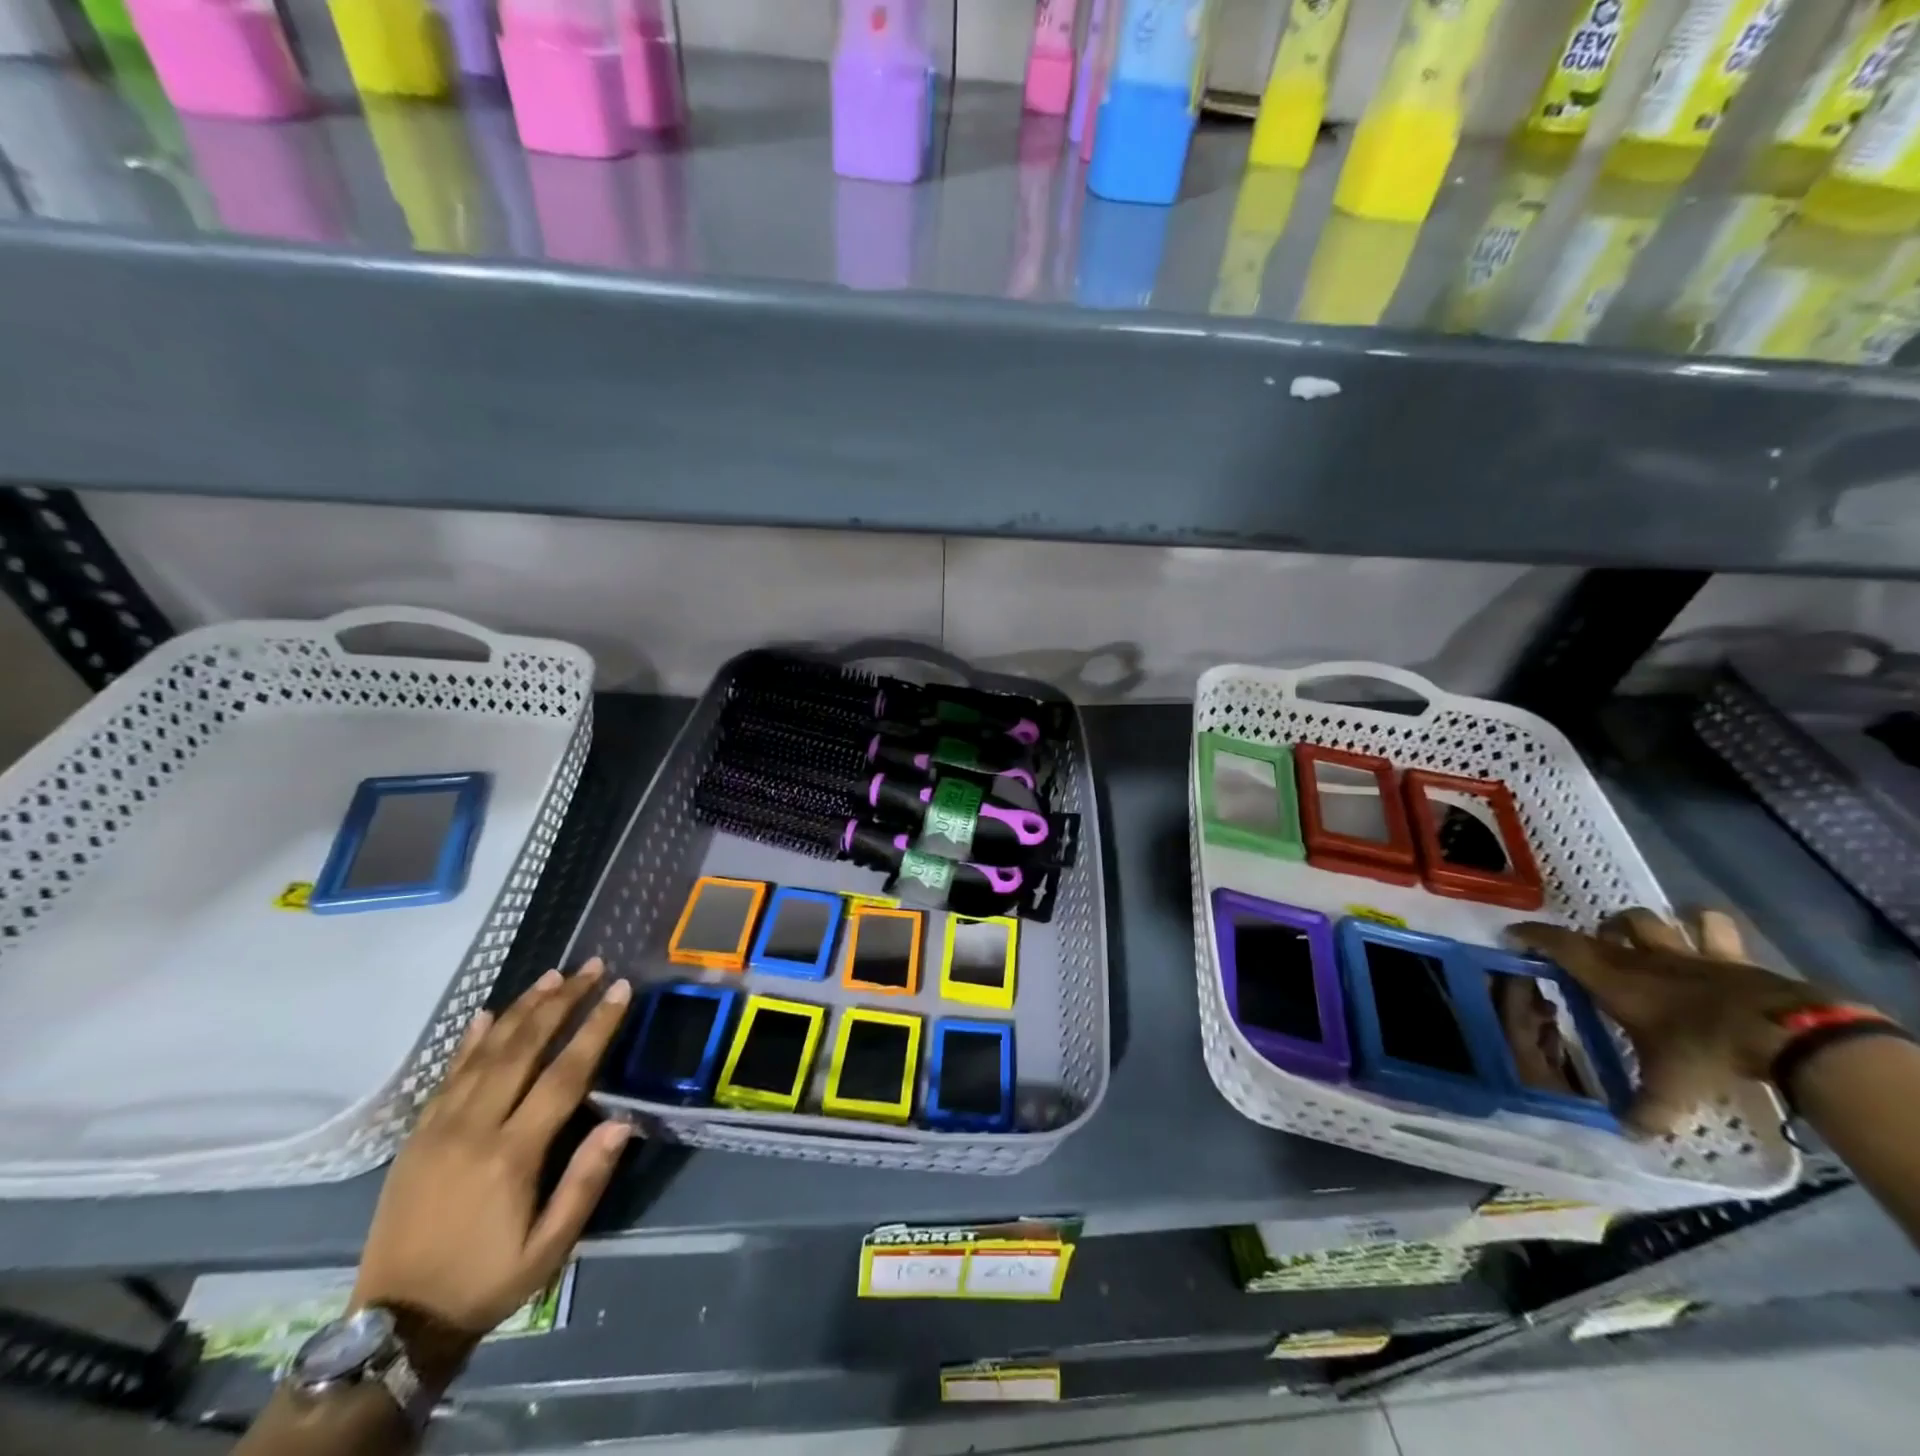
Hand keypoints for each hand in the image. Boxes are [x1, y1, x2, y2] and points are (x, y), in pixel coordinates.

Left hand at [350, 959, 633, 1380]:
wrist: (395, 1325)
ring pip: (485, 1052)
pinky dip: (470, 1040)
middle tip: (590, 967)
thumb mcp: (549, 1247)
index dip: (595, 1028)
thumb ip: (585, 1181)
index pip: (564, 1074)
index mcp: (512, 1154)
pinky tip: (487, 1014)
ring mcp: (438, 1128)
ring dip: (521, 1008)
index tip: (618, 990)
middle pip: (523, 1048)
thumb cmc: (486, 1282)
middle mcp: (474, 1128)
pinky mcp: (416, 1136)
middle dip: (561, 1001)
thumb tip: (623, 1122)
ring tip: (552, 976)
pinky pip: (447, 1075)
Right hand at [1509, 909, 1838, 1135]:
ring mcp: (1687, 953)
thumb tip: (1630, 1135)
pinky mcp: (1731, 956)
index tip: (1514, 934)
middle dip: (1597, 932)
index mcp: (1612, 979)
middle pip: (1608, 927)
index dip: (1533, 936)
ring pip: (1653, 921)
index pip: (1559, 946)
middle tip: (1597, 946)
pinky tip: (1704, 932)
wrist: (1781, 1032)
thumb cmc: (1704, 1050)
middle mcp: (1641, 958)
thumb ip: (1648, 1110)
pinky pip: (1715, 928)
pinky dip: (1706, 926)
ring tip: (1642, 937)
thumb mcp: (1671, 1087)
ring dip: (1643, 926)